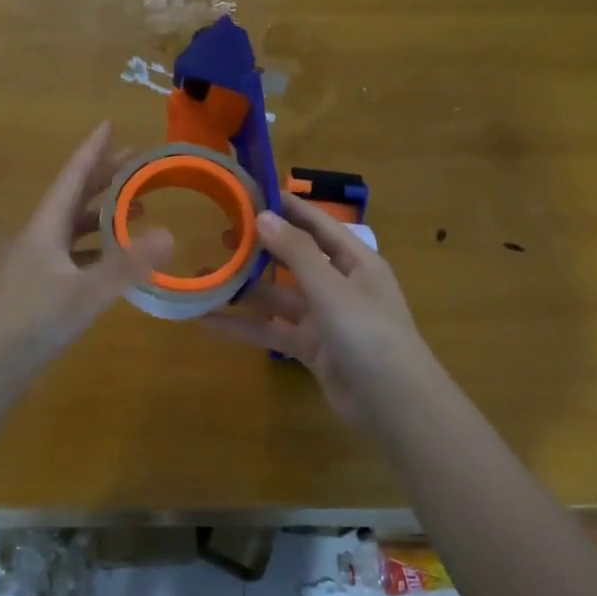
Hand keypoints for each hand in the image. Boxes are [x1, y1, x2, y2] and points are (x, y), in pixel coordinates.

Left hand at [0, 122, 172, 388]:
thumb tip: (170, 234)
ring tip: (136, 210)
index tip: (109, 125)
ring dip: (103, 214)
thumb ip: (127, 265)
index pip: (73, 177)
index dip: (92, 151)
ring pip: (74, 227)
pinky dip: (97, 248)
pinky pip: (74, 254)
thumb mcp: (85, 292)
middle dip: (103, 178)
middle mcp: (40, 238)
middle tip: (135, 163)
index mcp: (46, 227)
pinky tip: (114, 259)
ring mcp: (38, 264)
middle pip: (74, 198)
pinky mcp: (41, 288)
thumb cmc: (33, 321)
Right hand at [207, 195, 433, 429]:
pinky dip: (244, 326)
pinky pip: (273, 331)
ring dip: (245, 290)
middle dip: (260, 249)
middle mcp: (340, 285)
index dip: (289, 208)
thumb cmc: (369, 333)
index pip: (318, 225)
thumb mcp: (331, 288)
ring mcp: (325, 318)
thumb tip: (263, 216)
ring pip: (278, 297)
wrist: (393, 403)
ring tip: (204, 277)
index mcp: (356, 262)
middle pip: (294, 260)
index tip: (254, 192)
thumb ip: (295, 253)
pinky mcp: (311, 348)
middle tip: (220, 234)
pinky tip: (208, 322)